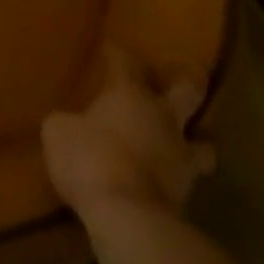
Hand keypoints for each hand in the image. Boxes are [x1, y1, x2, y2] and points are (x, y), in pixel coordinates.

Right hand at [42, 44, 215, 220]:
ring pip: (204, 142)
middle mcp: (163, 118)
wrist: (127, 216)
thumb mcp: (58, 133)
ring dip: (196, 140)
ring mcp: (180, 156)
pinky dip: (178, 177)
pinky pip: (188, 178)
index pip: (125, 62)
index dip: (116, 53)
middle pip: (188, 91)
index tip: (110, 47)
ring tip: (183, 142)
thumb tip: (67, 123)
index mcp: (131, 94)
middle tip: (179, 83)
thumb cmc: (90, 159)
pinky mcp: (187, 194)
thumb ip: (66, 122)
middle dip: (187, 83)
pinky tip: (165, 180)